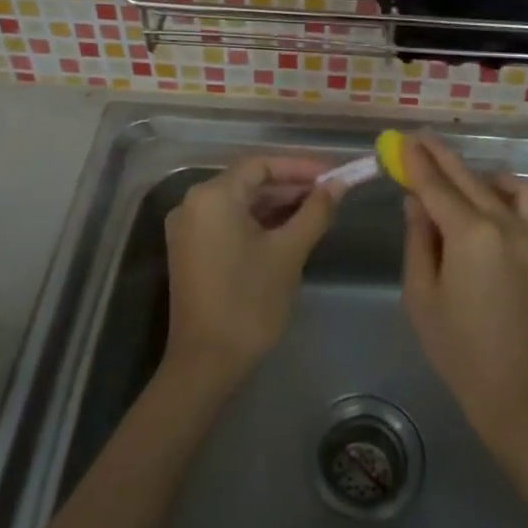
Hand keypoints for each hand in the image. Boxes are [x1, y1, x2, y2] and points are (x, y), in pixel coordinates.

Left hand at [163, 155, 336, 389]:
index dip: (300, 166)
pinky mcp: (191, 250)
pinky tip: (289, 229)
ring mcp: (188, 228)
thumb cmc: (250, 301)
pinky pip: (229, 222)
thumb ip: (315, 211)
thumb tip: (339, 184)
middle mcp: (193, 203)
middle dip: (290, 185)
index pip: (261, 165)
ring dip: (276, 204)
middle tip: (330, 193)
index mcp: (213, 196)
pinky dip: (258, 222)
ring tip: (317, 210)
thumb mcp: (289, 252)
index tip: (333, 174)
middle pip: (248, 181)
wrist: (207, 362)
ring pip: (240, 202)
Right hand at [400, 134, 527, 457]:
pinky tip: (486, 192)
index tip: (399, 140)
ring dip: (467, 170)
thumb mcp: (421, 295)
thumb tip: (415, 201)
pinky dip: (504, 186)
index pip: (435, 185)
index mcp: (469, 233)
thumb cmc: (459, 349)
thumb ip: (418, 240)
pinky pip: (525, 199)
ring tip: (443, 168)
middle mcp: (501, 222)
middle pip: (464, 177)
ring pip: (493, 183)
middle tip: (414, 139)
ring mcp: (526, 232)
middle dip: (437, 156)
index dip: (415, 161)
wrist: (519, 392)